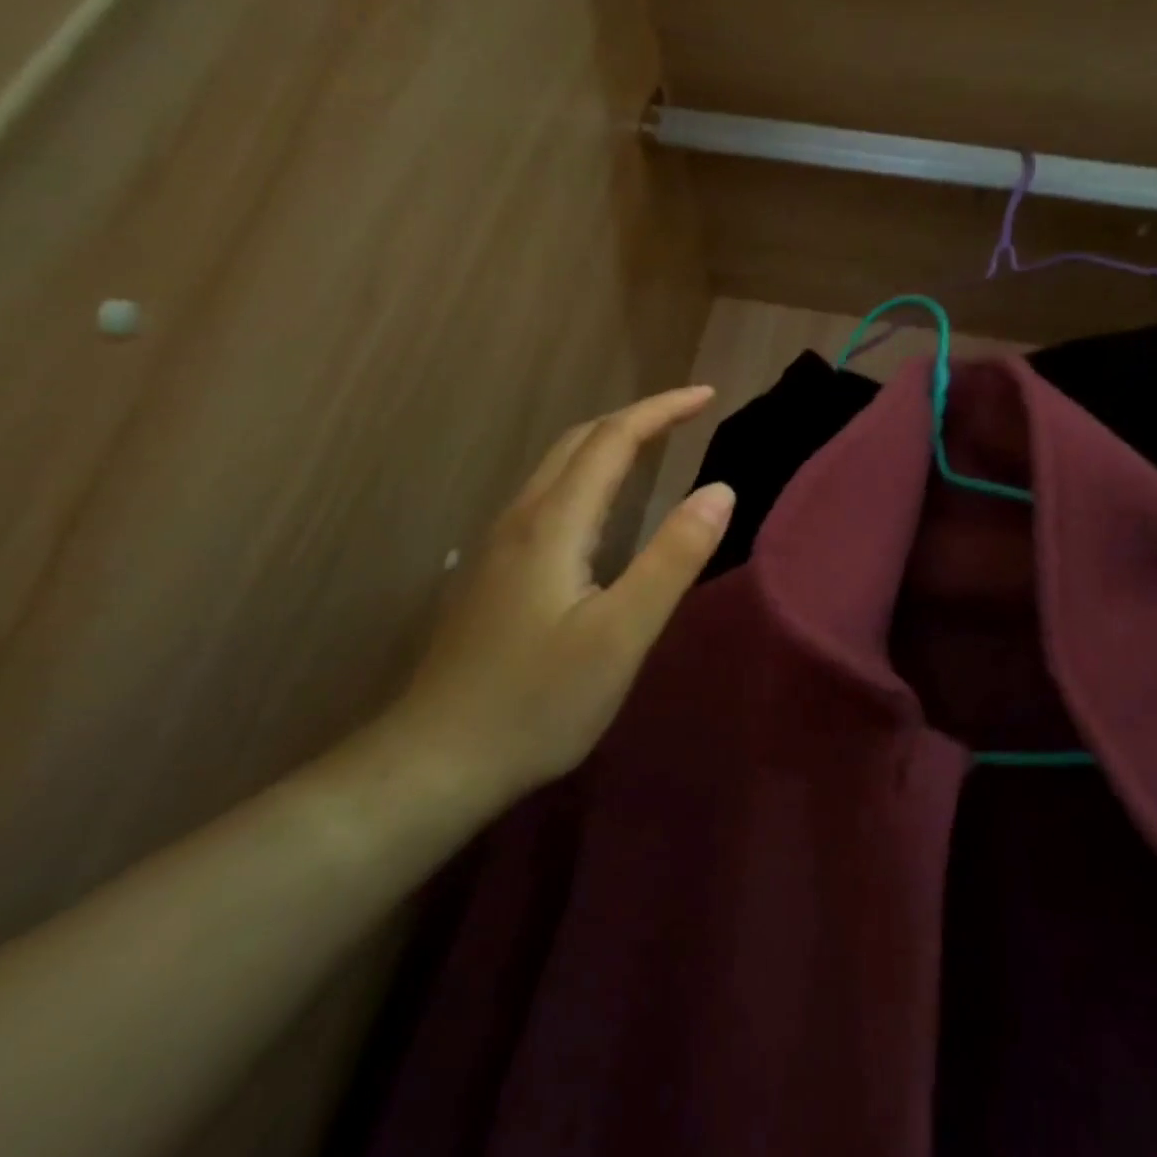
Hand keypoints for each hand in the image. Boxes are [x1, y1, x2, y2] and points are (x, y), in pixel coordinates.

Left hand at [396, 387, 734, 797]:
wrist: (436, 760)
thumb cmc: (538, 701)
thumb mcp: (621, 634)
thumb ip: (673, 559)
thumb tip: (720, 489)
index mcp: (553, 523)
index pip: (612, 439)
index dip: (661, 410)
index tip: (707, 396)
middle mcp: (521, 519)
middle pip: (578, 442)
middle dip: (636, 417)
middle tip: (687, 415)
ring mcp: (499, 545)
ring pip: (557, 469)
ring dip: (608, 444)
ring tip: (653, 447)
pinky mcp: (494, 573)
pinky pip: (547, 498)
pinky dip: (587, 477)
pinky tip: (602, 510)